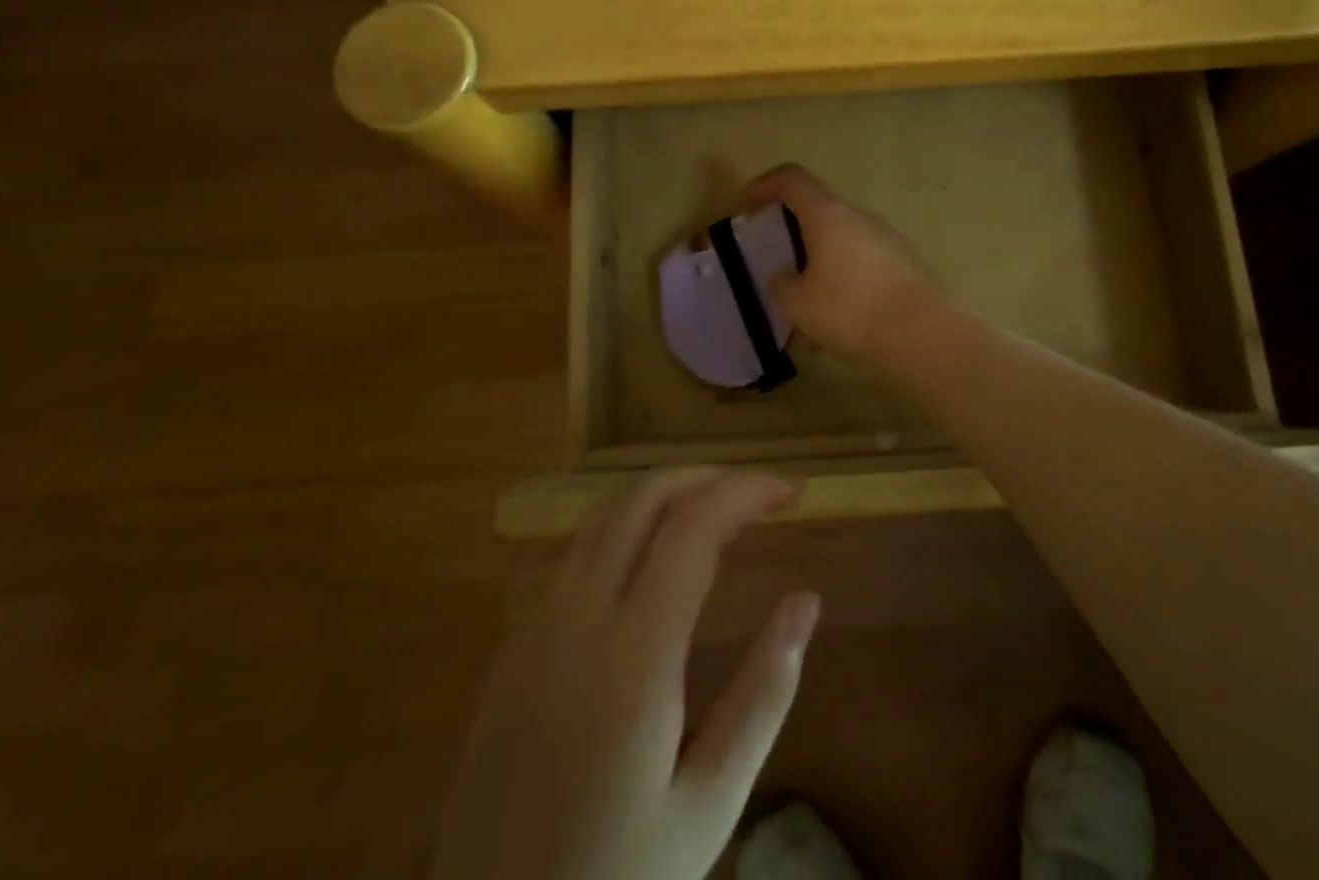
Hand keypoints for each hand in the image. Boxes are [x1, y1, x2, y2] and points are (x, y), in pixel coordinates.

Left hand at [431, 469, 819, 879]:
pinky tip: (654, 562)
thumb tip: (806, 600)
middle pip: (645, 496)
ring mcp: (535, 625)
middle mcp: (577, 616)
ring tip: (716, 514)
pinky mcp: (512, 645)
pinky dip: (626, 528)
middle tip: (759, 498)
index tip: (792, 493)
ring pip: (604, 514)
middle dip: (708, 478)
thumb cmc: (619, 876)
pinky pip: (576, 553)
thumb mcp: (710, 802)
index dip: (747, 490)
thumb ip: (764, 693)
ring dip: (665, 495)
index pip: (695, 524)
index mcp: (634, 652)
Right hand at [739, 163, 941, 365]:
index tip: (745, 207)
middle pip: (818, 209)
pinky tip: (834, 320)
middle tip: (774, 257)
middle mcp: (858, 217)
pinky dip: (841, 280)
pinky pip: (861, 263)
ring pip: (840, 241)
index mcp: (827, 215)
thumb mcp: (796, 304)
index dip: (763, 186)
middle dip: (791, 230)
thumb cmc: (849, 310)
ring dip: (817, 261)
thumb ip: (781, 284)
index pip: (791, 179)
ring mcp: (885, 239)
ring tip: (803, 301)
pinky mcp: (902, 265)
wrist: (922, 334)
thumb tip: (784, 276)